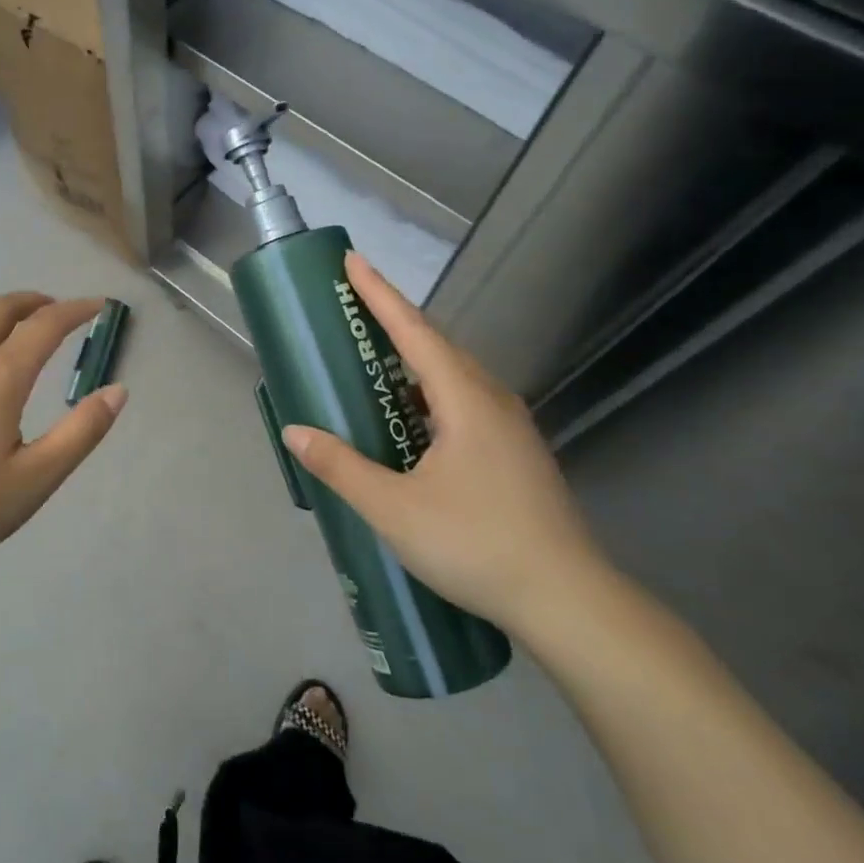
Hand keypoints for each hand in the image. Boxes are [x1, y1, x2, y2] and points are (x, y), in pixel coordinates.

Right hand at [282, 251, 604, 632]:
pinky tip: (409, 418)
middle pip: (435, 345)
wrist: (568, 602)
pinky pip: (462, 401)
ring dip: (411, 359)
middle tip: (351, 309)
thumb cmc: (477, 545)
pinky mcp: (514, 452)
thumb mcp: (395, 509)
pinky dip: (427, 392)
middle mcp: (491, 400)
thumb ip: (342, 467)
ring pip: (452, 375)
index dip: (379, 293)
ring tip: (372, 360)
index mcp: (464, 400)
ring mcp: (509, 427)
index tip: (352, 260)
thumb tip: (295, 432)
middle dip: (392, 320)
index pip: (413, 331)